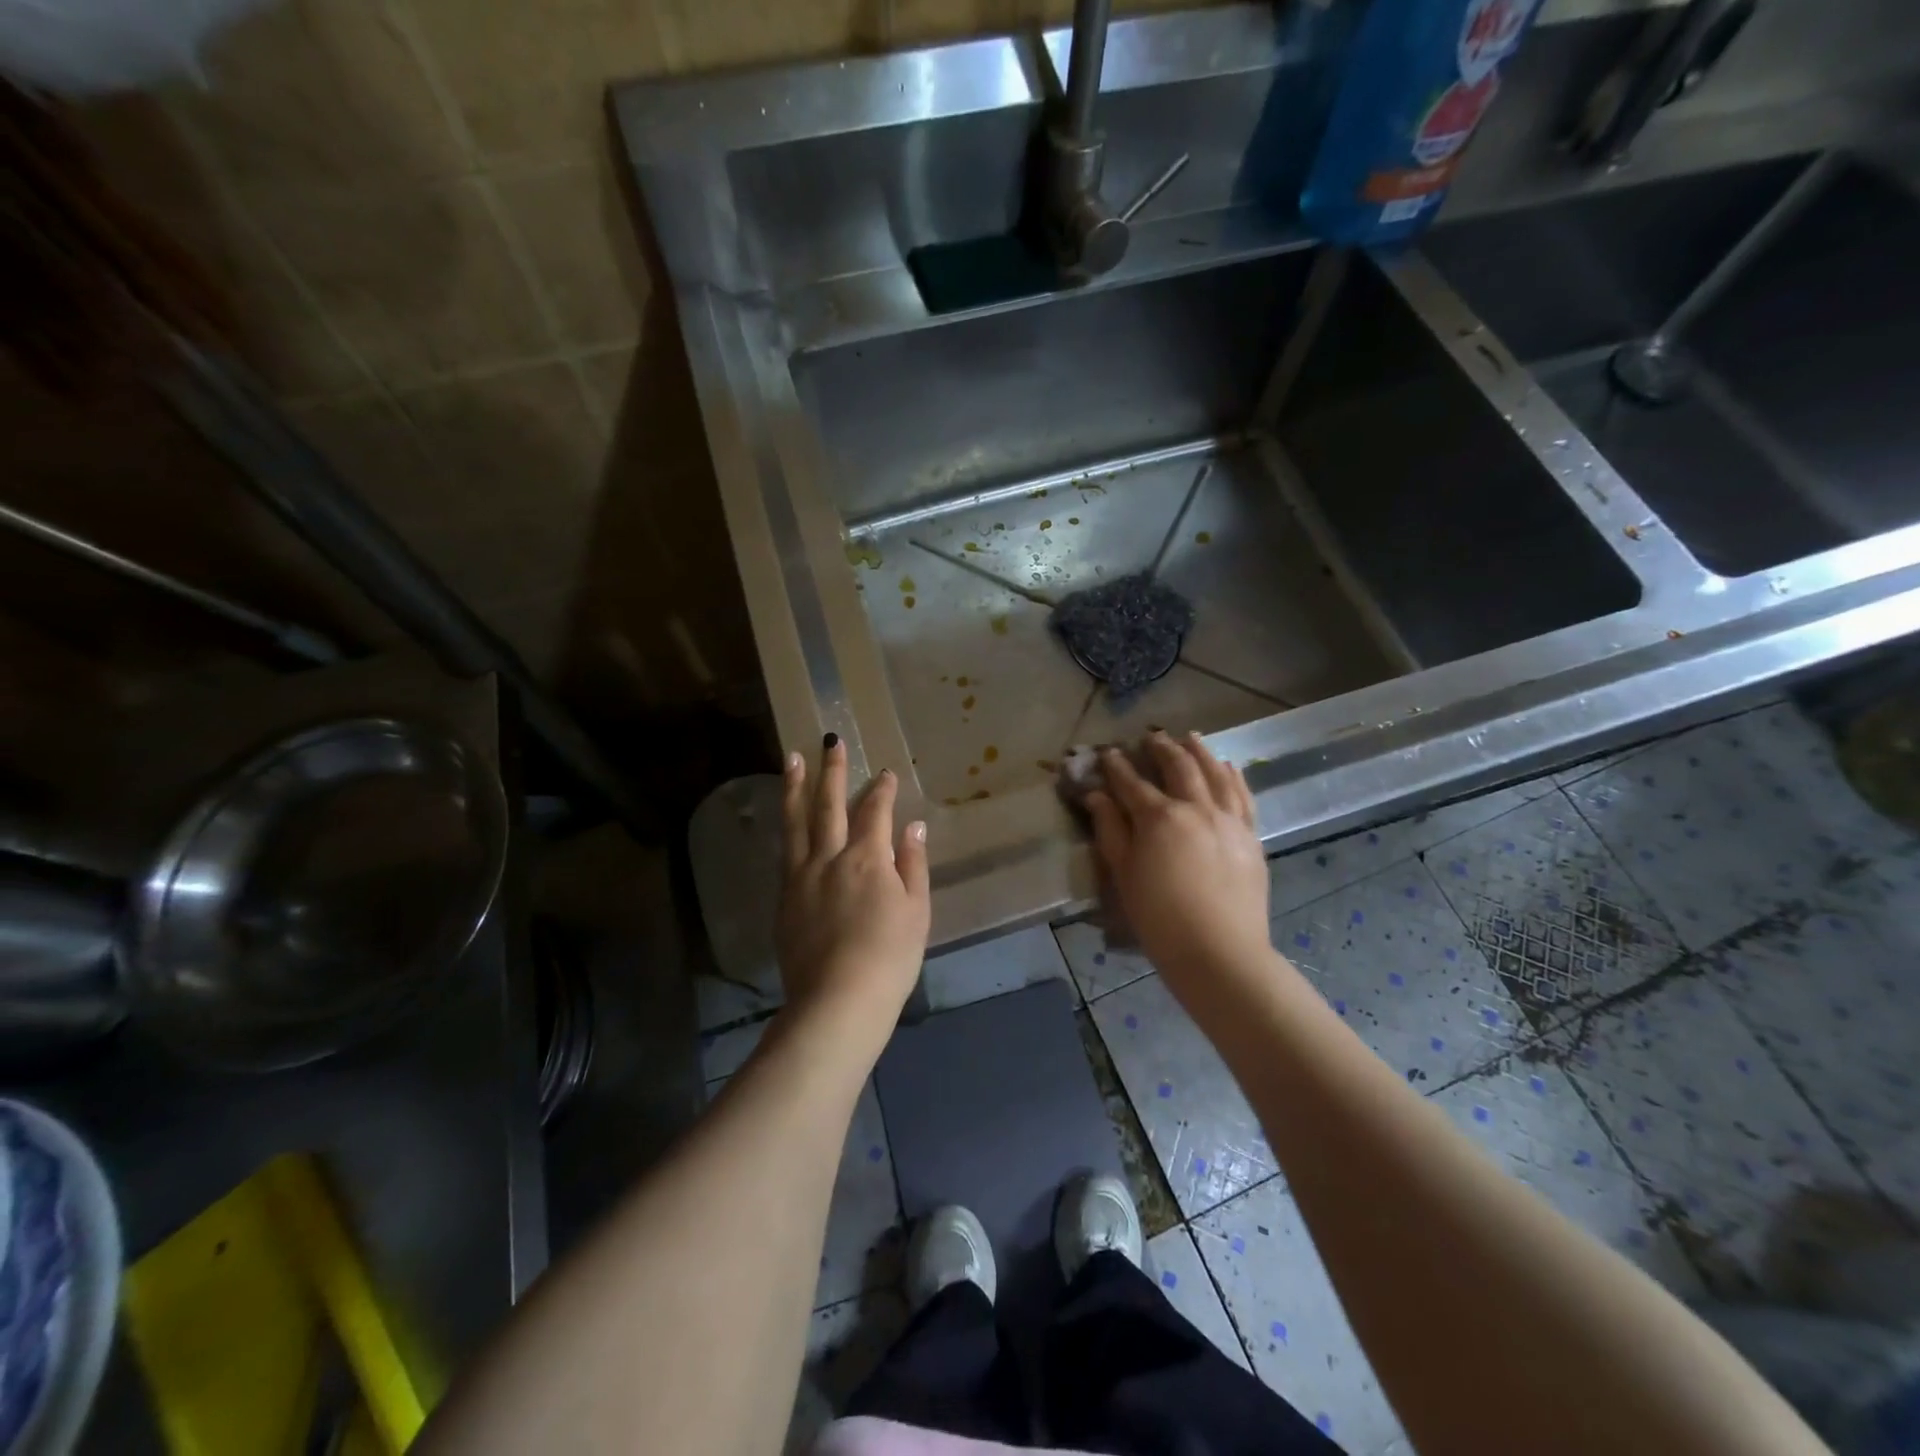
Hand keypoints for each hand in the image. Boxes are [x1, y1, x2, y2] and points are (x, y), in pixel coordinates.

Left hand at [776, 736, 930, 1039]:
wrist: (838, 1001)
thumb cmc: (889, 957)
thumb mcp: (916, 910)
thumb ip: (912, 863)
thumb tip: (912, 826)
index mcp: (866, 858)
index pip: (875, 812)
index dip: (882, 790)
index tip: (886, 773)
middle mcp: (829, 858)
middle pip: (828, 805)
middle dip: (832, 771)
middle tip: (830, 741)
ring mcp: (801, 878)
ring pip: (796, 823)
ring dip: (794, 787)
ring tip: (791, 759)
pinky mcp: (784, 900)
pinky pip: (785, 853)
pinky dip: (788, 829)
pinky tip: (788, 822)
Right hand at [1086, 732, 1272, 993]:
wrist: (1219, 952)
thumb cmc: (1160, 918)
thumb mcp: (1124, 874)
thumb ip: (1110, 830)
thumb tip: (1097, 796)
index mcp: (1159, 818)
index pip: (1131, 782)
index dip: (1117, 766)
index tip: (1108, 752)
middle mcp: (1196, 808)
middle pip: (1178, 767)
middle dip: (1162, 748)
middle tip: (1152, 737)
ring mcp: (1228, 820)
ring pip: (1215, 773)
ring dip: (1200, 751)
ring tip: (1190, 737)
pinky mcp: (1250, 836)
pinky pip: (1243, 795)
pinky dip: (1233, 776)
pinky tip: (1228, 766)